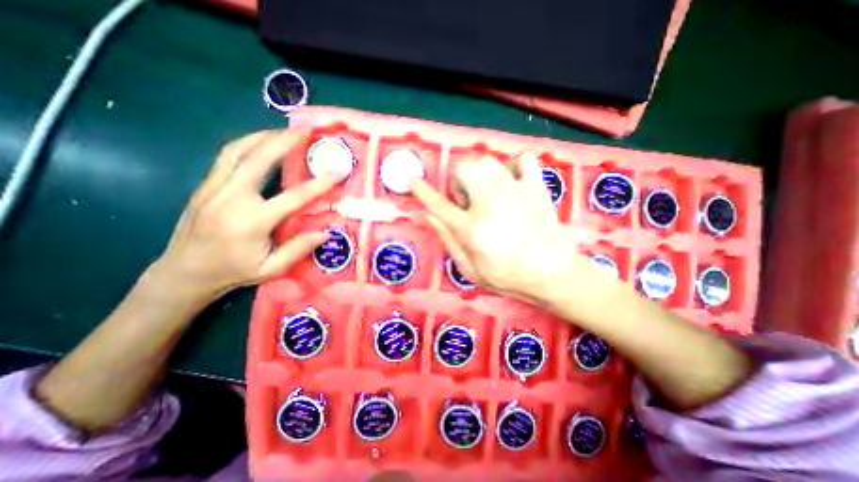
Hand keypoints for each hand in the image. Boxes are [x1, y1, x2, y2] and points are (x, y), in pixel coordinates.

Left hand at [151, 127, 334, 301]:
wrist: (184, 271)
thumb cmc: (233, 271)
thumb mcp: (271, 268)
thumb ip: (298, 249)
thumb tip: (326, 233)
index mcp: (252, 221)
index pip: (293, 197)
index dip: (318, 184)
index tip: (336, 172)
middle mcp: (232, 197)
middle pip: (260, 159)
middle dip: (285, 142)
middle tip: (306, 131)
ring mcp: (214, 187)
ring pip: (239, 150)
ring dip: (264, 137)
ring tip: (286, 131)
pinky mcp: (206, 184)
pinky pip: (227, 155)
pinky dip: (247, 143)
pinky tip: (261, 141)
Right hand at [411, 154, 606, 304]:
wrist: (554, 274)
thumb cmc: (508, 276)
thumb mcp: (470, 269)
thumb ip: (447, 240)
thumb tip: (428, 215)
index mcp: (472, 229)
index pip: (439, 204)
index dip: (423, 191)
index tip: (414, 181)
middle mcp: (491, 204)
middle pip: (464, 169)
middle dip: (458, 180)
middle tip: (468, 200)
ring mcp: (516, 192)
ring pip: (487, 160)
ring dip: (479, 173)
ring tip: (487, 192)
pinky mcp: (536, 188)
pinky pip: (523, 159)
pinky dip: (513, 166)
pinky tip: (512, 182)